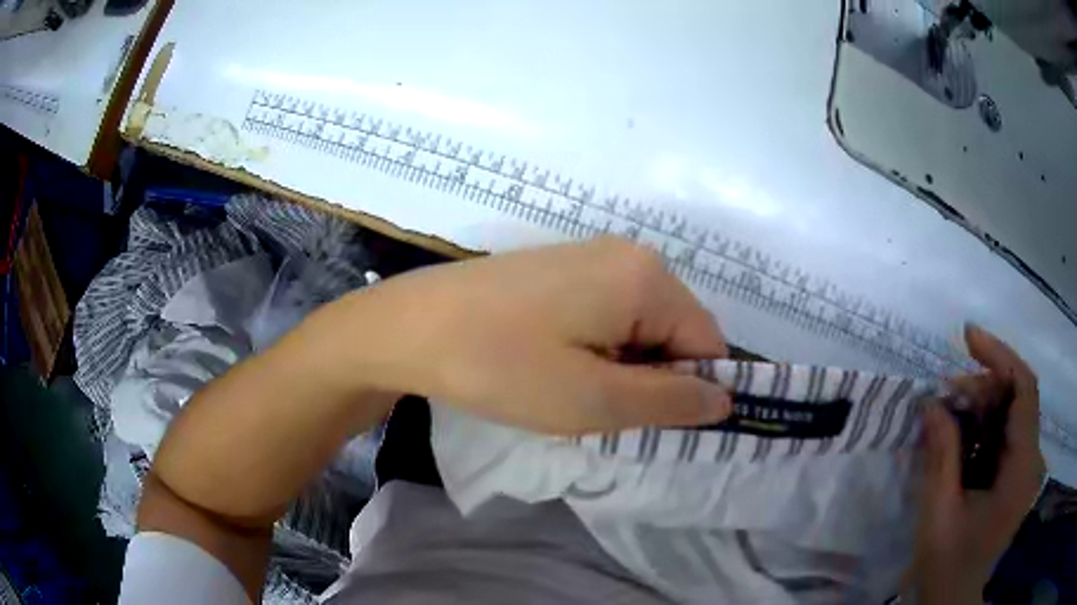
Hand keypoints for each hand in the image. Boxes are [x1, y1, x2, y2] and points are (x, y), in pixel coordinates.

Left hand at [338, 237, 732, 433]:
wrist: (409, 327)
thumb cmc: (500, 366)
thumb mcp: (593, 399)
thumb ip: (670, 402)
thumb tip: (724, 401)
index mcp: (648, 279)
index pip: (709, 344)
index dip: (691, 393)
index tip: (652, 428)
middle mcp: (629, 256)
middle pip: (676, 333)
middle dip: (653, 380)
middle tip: (603, 412)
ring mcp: (593, 258)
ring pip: (641, 329)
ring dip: (624, 369)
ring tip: (574, 391)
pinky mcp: (563, 270)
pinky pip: (609, 316)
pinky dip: (599, 350)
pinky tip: (556, 366)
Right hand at [914, 326, 1045, 603]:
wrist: (953, 599)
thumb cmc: (948, 564)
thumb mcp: (939, 514)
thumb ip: (940, 455)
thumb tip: (931, 402)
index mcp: (1022, 467)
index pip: (1025, 389)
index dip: (1000, 356)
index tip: (968, 337)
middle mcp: (1030, 459)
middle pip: (1018, 396)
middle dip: (983, 385)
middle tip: (945, 394)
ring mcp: (1024, 467)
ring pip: (1010, 413)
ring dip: (981, 405)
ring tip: (947, 414)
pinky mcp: (1015, 474)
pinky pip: (1004, 434)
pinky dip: (982, 426)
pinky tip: (959, 437)